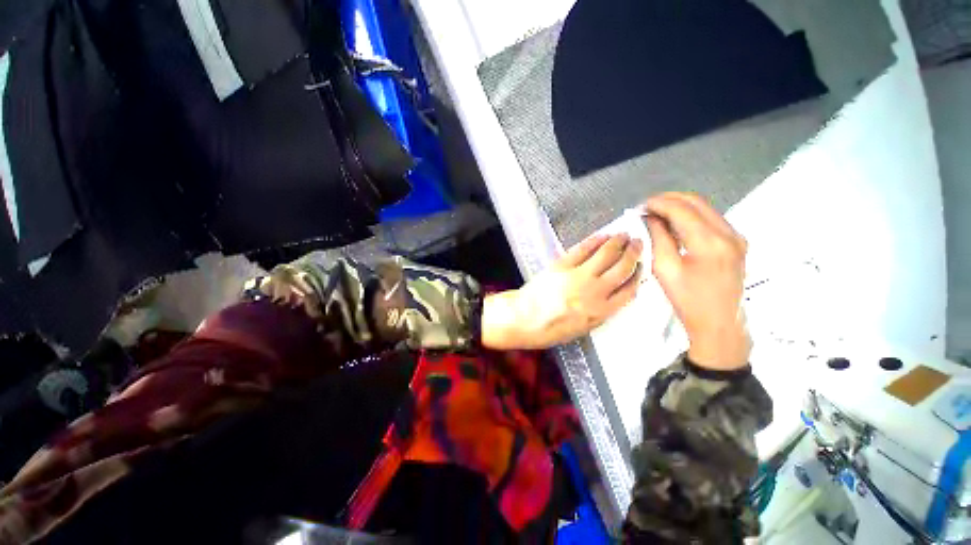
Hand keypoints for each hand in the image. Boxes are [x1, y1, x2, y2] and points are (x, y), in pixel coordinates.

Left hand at [481, 233, 641, 349]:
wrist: (524, 318)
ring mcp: (579, 276)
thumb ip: (600, 312)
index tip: (642, 266)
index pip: (629, 290)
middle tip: (638, 243)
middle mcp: (595, 291)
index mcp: (601, 311)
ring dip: (618, 242)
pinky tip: (602, 236)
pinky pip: (583, 249)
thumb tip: (612, 296)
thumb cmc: (551, 329)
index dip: (638, 276)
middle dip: (633, 253)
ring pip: (606, 254)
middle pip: (622, 268)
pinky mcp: (563, 265)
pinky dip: (595, 240)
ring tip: (624, 235)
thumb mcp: (582, 329)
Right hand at [643, 193, 750, 369]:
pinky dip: (691, 216)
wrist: (719, 322)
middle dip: (669, 200)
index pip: (681, 209)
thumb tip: (651, 219)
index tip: (641, 206)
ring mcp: (736, 237)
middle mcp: (728, 234)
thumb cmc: (688, 300)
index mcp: (710, 242)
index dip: (658, 203)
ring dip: (680, 207)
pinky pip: (711, 219)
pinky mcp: (737, 243)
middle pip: (696, 202)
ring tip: (658, 215)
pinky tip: (676, 225)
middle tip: (648, 207)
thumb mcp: (665, 269)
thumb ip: (658, 238)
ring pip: (705, 208)